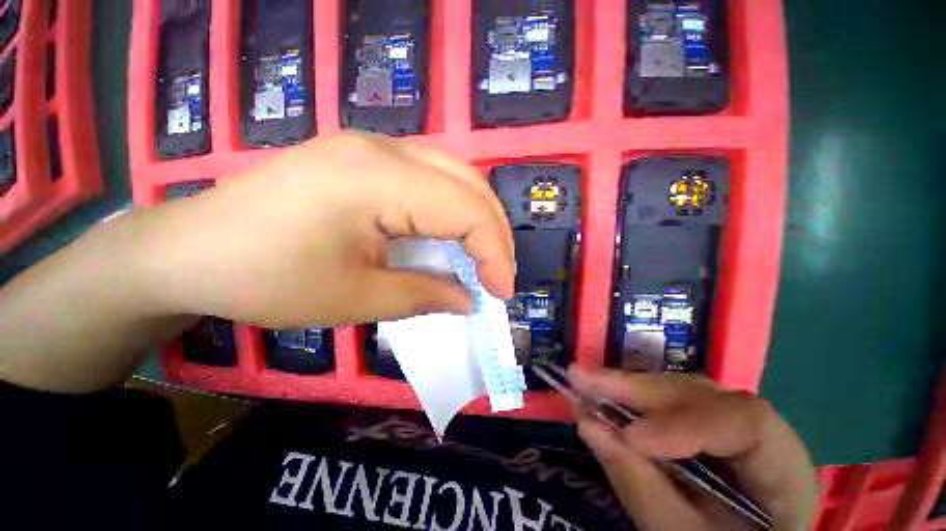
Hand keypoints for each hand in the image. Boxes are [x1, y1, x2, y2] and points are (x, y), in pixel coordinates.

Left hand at [140, 132, 514, 327]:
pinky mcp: (362, 157)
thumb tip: (470, 300)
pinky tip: (450, 235)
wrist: (189, 249)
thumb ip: (425, 296)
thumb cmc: (266, 280)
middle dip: (494, 232)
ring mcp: (371, 146)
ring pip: (454, 174)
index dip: (494, 253)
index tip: (502, 293)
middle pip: (468, 182)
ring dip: (477, 217)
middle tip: (498, 274)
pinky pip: (430, 176)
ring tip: (483, 256)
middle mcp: (383, 148)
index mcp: (379, 178)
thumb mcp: (356, 299)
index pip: (466, 209)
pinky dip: (452, 208)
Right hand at [571, 368, 816, 530]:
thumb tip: (588, 424)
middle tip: (582, 378)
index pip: (747, 423)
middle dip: (637, 389)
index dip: (685, 422)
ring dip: (627, 388)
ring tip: (584, 381)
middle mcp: (760, 435)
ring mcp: (728, 426)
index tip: (630, 437)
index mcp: (784, 470)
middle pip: (702, 395)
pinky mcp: (700, 426)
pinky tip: (602, 395)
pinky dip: (629, 400)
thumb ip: (643, 490)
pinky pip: (664, 403)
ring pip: (678, 392)